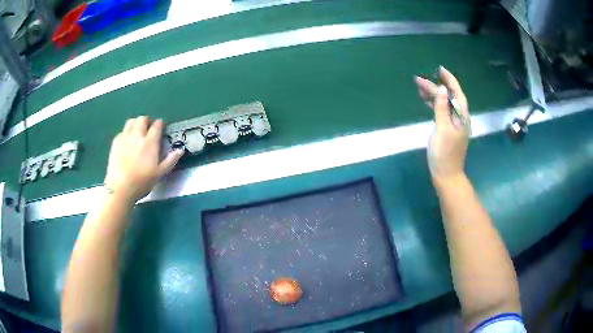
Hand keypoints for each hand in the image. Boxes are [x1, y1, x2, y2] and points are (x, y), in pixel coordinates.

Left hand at [104, 116, 183, 202]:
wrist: (120, 188)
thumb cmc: (142, 182)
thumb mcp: (160, 174)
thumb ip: (170, 160)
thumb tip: (181, 150)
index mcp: (150, 143)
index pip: (157, 125)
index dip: (160, 124)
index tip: (162, 127)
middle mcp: (137, 136)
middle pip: (142, 119)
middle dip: (147, 121)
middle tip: (149, 129)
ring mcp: (125, 138)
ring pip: (131, 122)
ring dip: (136, 123)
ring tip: (137, 131)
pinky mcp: (115, 143)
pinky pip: (122, 131)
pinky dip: (126, 132)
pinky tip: (127, 141)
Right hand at [415, 66, 469, 185]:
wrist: (447, 175)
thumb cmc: (444, 153)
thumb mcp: (442, 129)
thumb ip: (442, 108)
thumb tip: (442, 89)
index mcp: (461, 116)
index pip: (457, 93)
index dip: (449, 80)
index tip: (439, 69)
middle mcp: (459, 118)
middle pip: (449, 97)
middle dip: (435, 87)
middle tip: (418, 80)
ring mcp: (454, 125)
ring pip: (445, 104)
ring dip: (434, 95)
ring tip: (419, 89)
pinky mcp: (449, 130)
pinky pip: (442, 112)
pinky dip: (435, 105)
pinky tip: (427, 102)